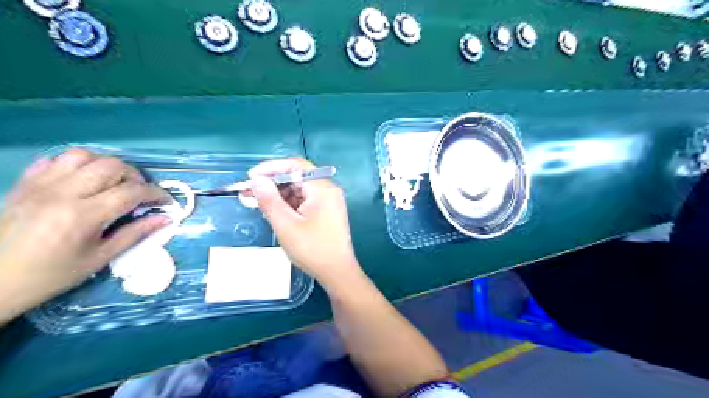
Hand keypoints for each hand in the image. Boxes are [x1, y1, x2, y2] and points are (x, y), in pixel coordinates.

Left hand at [0, 148, 170, 321]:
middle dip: (135, 176)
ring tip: (113, 183)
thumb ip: (135, 234)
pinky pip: (54, 160)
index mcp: (83, 215)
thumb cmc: (52, 274)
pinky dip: (76, 165)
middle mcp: (62, 193)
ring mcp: (40, 185)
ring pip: (83, 155)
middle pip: (111, 166)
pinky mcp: (24, 184)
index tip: (165, 201)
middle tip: (139, 193)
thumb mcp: (100, 258)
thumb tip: (166, 219)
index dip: (156, 193)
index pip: (131, 192)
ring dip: (106, 165)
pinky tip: (83, 180)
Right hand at [247, 156, 359, 287]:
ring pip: (299, 189)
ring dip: (279, 194)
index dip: (271, 167)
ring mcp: (328, 201)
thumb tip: (256, 180)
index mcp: (322, 188)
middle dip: (272, 183)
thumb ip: (269, 200)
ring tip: (257, 203)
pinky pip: (304, 201)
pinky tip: (274, 211)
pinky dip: (288, 204)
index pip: (295, 165)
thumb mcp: (286, 225)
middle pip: (297, 177)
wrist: (337, 273)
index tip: (251, 177)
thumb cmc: (312, 249)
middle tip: (249, 192)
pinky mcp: (326, 212)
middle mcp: (328, 190)